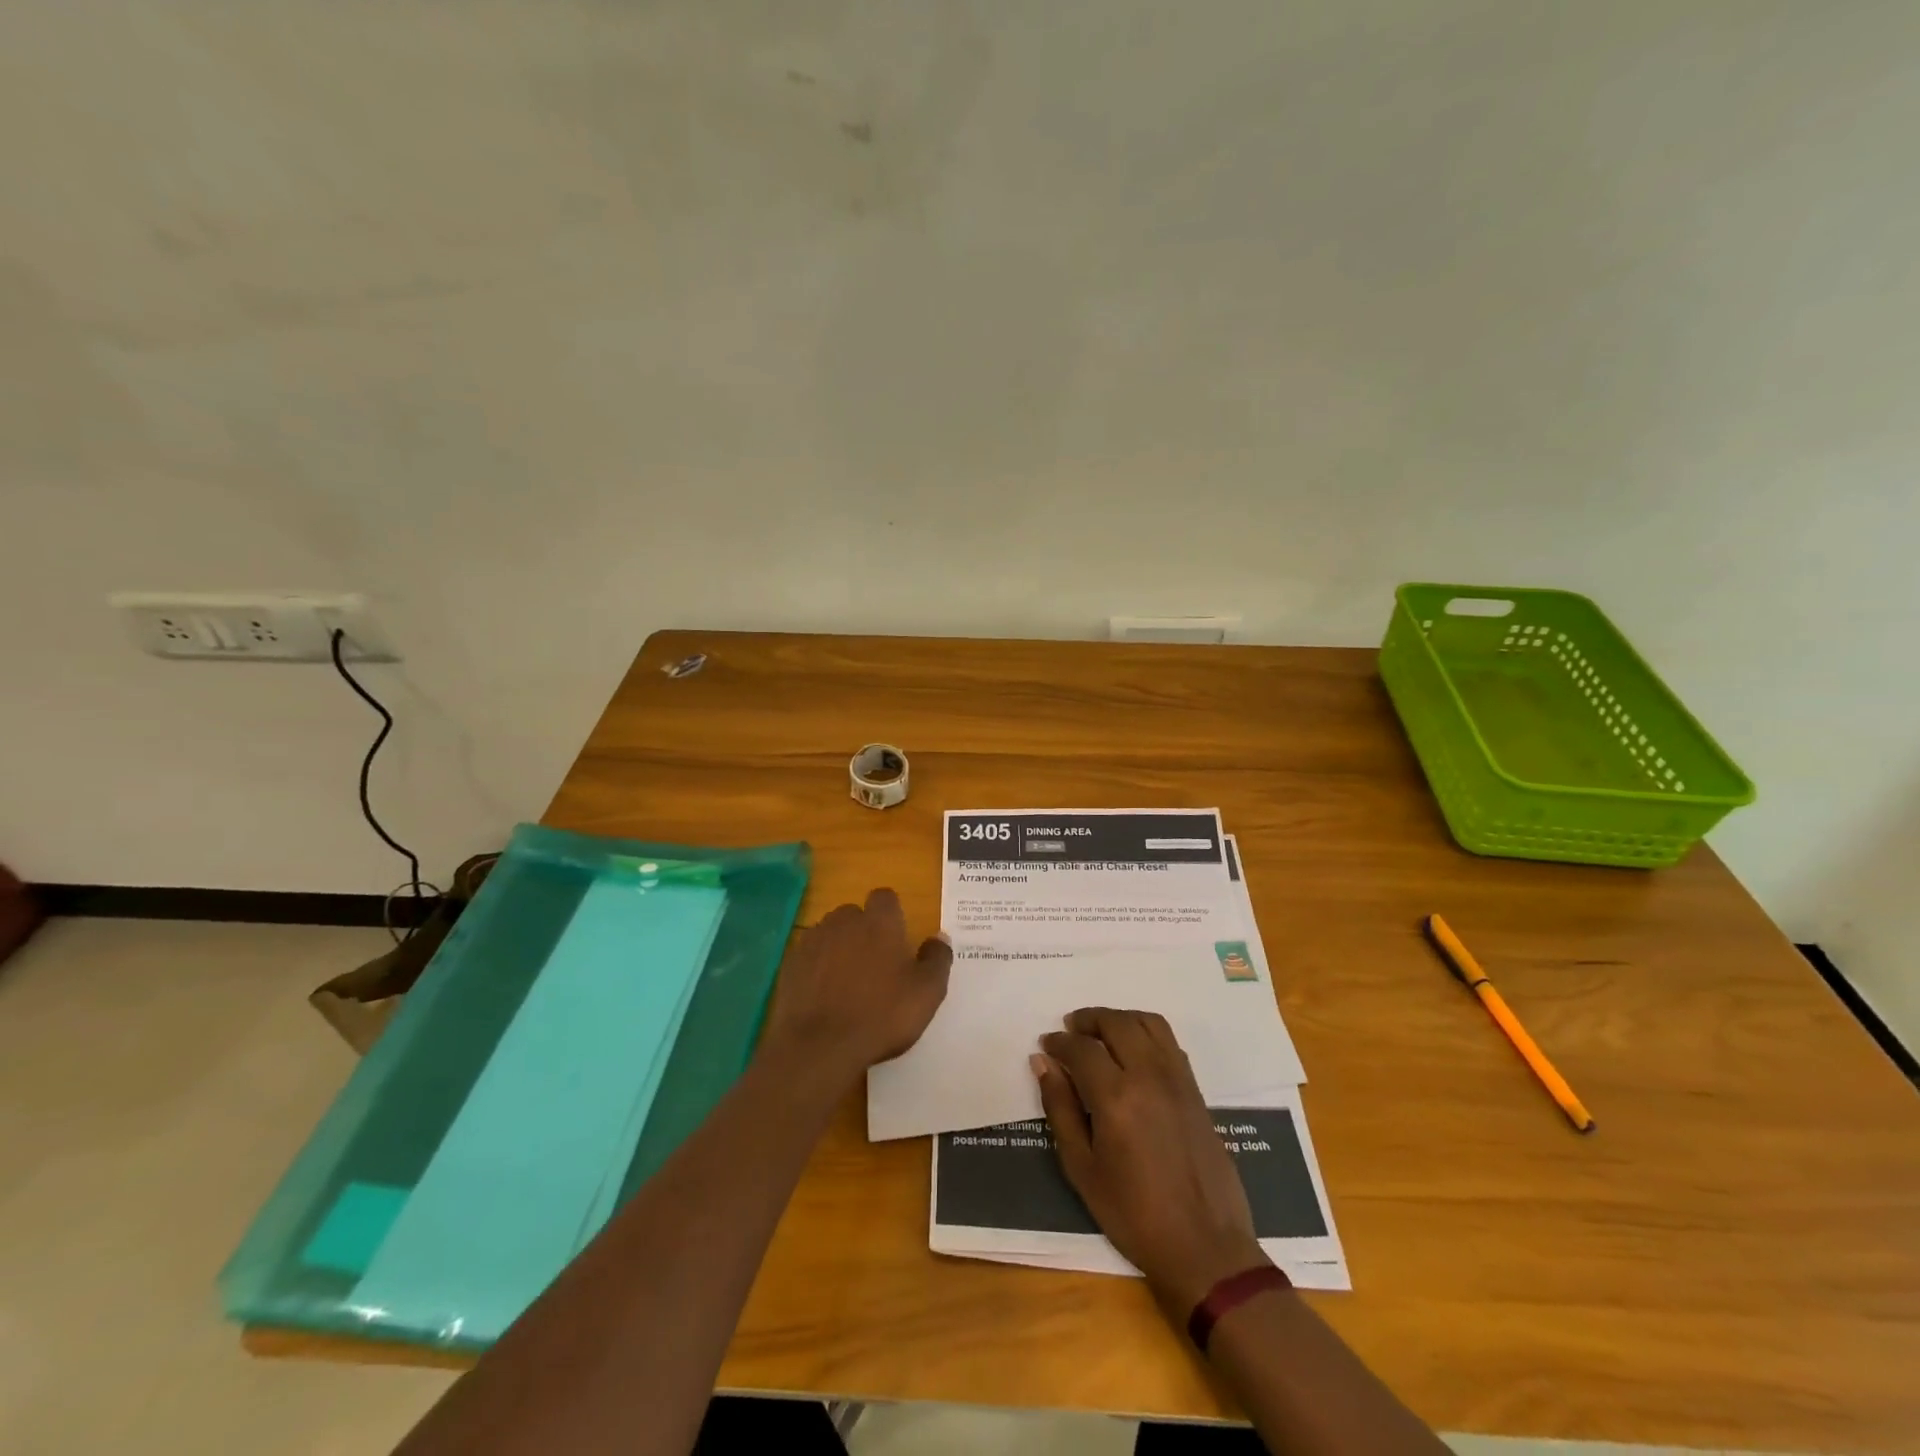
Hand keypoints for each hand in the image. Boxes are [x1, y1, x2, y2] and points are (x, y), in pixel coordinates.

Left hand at [759, 888, 951, 1081]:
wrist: (818, 1047)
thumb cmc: (881, 1015)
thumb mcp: (927, 992)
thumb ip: (937, 959)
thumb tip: (939, 937)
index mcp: (879, 922)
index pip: (885, 898)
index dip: (892, 914)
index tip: (898, 939)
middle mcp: (844, 921)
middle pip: (855, 914)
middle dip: (864, 931)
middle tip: (876, 965)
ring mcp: (812, 941)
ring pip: (830, 934)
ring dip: (839, 948)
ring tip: (848, 982)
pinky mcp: (790, 965)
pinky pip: (809, 957)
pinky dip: (817, 969)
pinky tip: (825, 996)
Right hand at [1035, 1007, 1269, 1311]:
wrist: (1205, 1247)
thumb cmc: (1134, 1215)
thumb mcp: (1082, 1168)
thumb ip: (1060, 1109)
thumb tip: (1043, 1063)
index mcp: (1116, 1097)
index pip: (1081, 1048)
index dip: (1059, 1042)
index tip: (1046, 1046)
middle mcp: (1148, 1076)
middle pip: (1116, 1023)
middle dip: (1088, 1019)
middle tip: (1070, 1029)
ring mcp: (1177, 1079)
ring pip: (1147, 1023)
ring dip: (1119, 1018)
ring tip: (1101, 1032)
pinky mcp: (1195, 1090)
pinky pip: (1169, 1041)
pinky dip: (1145, 1031)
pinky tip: (1133, 1051)